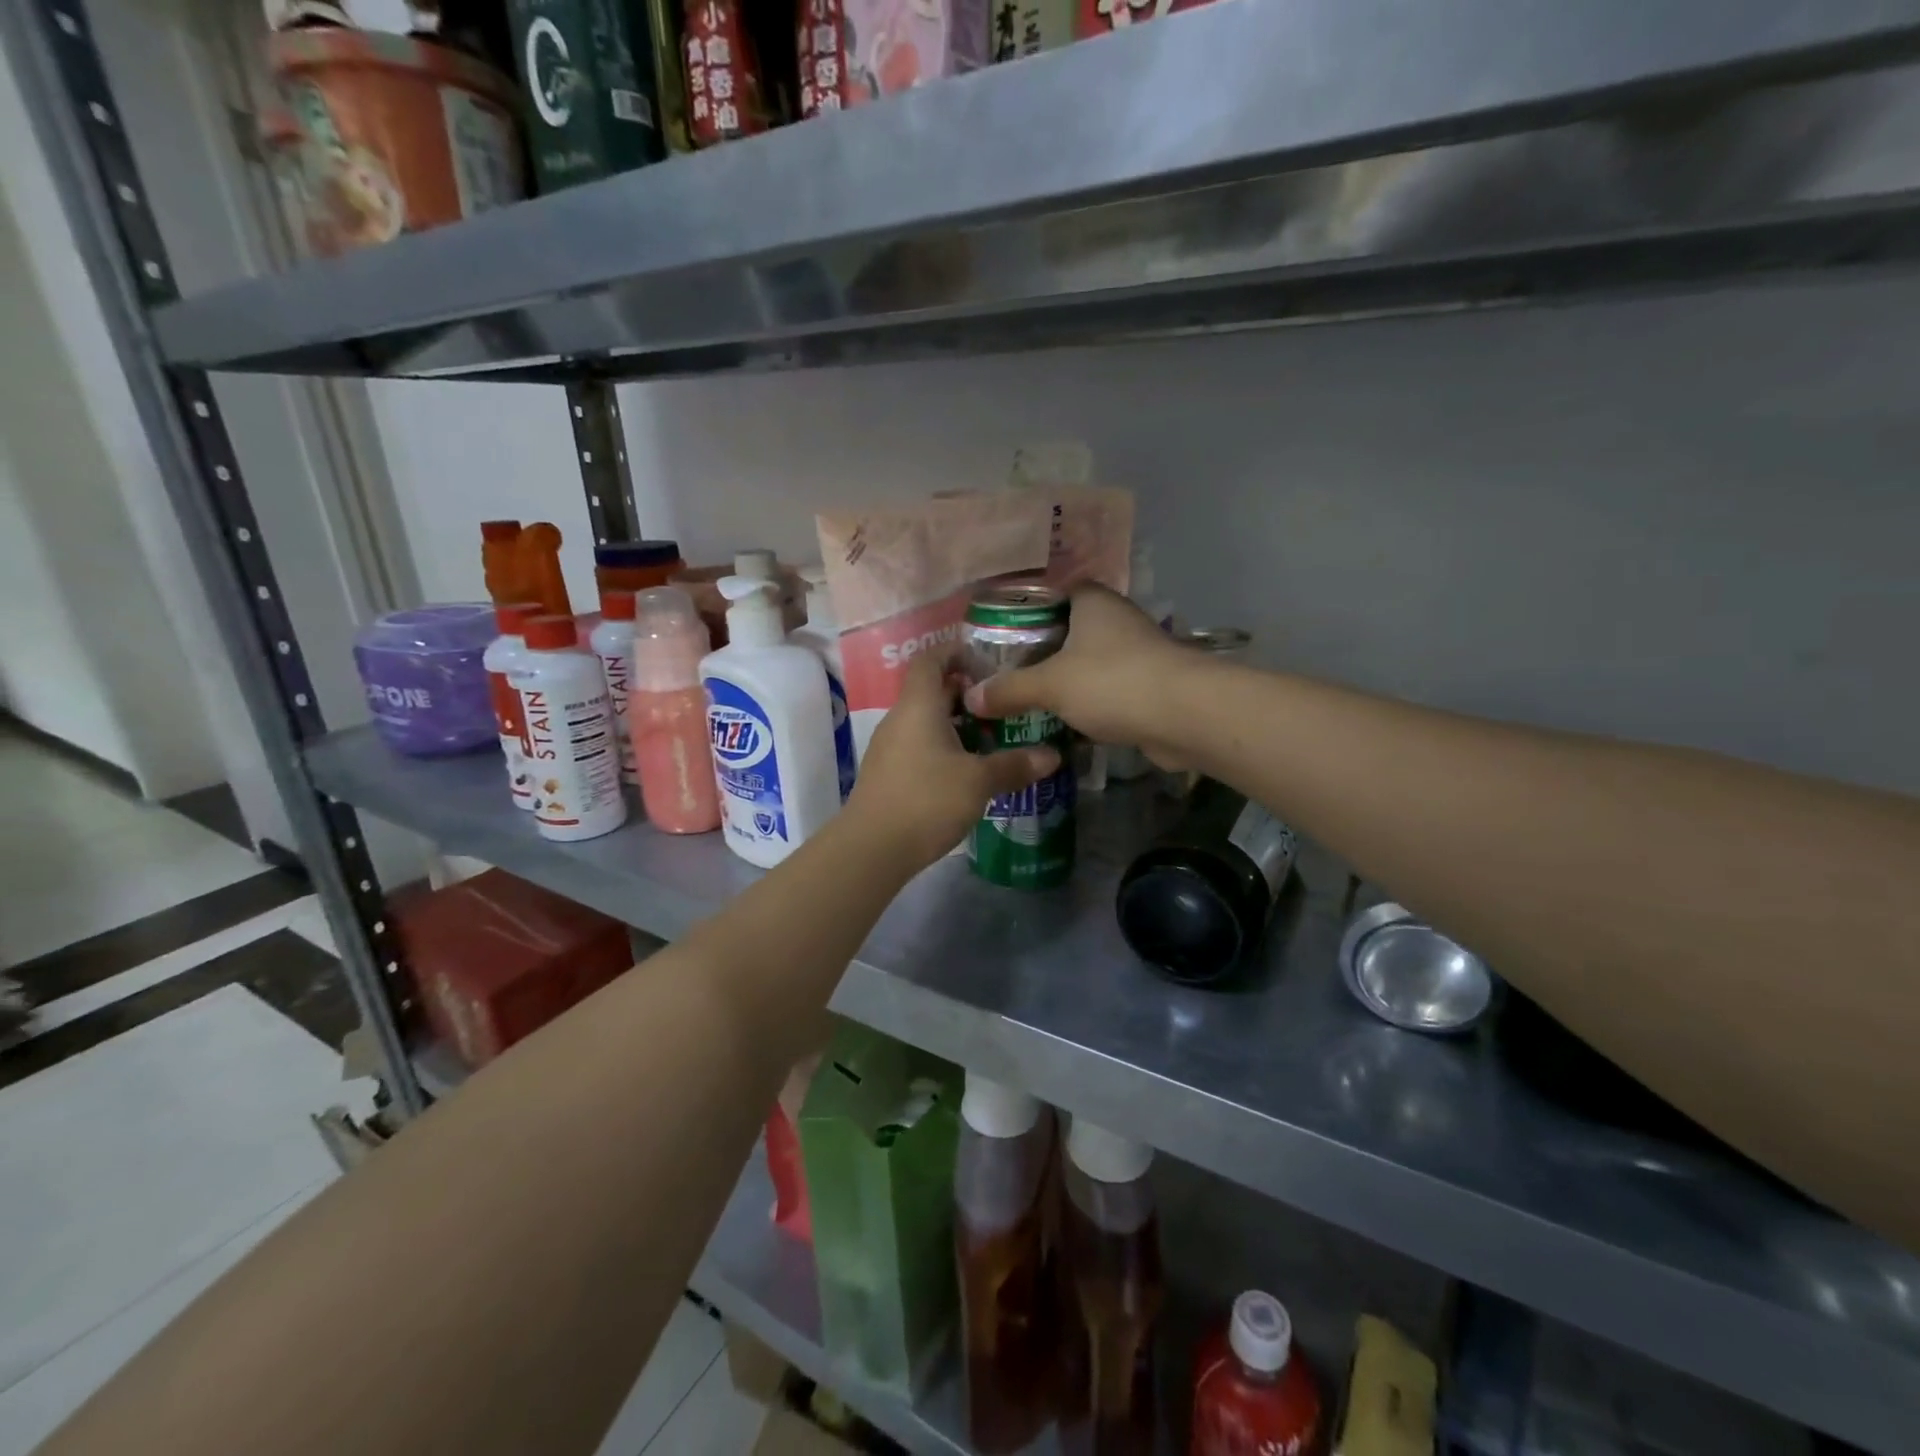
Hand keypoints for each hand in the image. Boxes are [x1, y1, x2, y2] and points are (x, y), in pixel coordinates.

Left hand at [847, 653, 1058, 868]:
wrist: (872, 849)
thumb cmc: (926, 800)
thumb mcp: (978, 781)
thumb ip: (1014, 765)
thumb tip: (1052, 755)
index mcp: (918, 706)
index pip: (930, 660)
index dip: (955, 651)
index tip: (986, 660)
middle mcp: (900, 719)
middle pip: (931, 691)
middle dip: (965, 693)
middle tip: (1002, 704)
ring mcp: (890, 748)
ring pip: (925, 721)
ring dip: (956, 724)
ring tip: (991, 737)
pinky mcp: (888, 774)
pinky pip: (919, 746)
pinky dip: (943, 747)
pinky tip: (966, 769)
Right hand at [963, 584, 1194, 761]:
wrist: (1185, 716)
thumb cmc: (1113, 682)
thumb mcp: (1050, 684)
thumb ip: (1010, 690)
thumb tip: (971, 699)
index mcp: (1092, 601)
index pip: (1051, 590)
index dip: (1022, 606)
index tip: (993, 629)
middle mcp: (1114, 620)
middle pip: (1066, 628)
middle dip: (1037, 648)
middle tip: (999, 668)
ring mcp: (1134, 653)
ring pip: (1086, 661)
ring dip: (1061, 678)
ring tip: (1020, 695)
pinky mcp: (1146, 685)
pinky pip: (1103, 689)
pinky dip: (1083, 701)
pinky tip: (1057, 718)